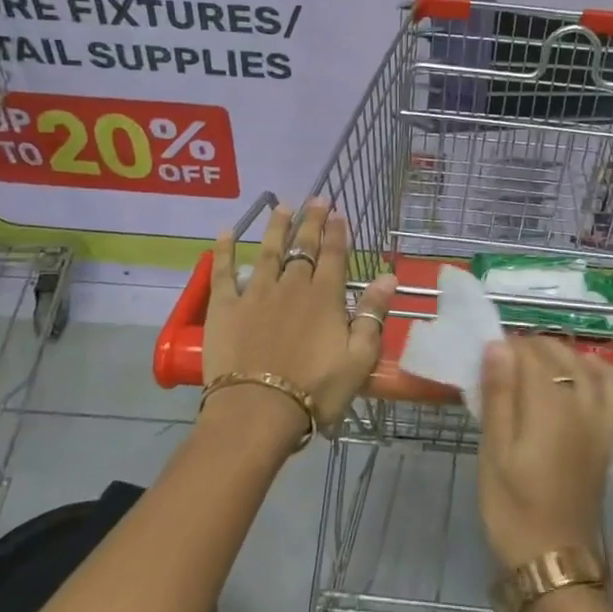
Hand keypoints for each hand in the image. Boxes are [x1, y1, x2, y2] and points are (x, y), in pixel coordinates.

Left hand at [203, 199, 396, 430]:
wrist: (258, 412)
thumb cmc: (316, 390)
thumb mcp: (359, 358)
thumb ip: (373, 314)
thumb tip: (388, 277)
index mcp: (325, 296)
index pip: (335, 255)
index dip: (338, 233)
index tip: (339, 214)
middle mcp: (292, 285)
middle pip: (304, 247)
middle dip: (311, 221)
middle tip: (316, 199)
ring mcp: (256, 293)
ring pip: (268, 251)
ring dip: (276, 227)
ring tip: (282, 207)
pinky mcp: (225, 307)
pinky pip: (224, 272)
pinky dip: (224, 250)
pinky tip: (224, 232)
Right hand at [476, 336, 612, 570]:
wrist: (555, 558)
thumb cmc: (513, 507)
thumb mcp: (494, 452)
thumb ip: (499, 395)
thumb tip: (498, 345)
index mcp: (548, 405)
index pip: (529, 354)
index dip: (506, 348)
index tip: (486, 357)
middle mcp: (580, 403)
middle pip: (557, 354)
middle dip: (529, 348)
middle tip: (501, 364)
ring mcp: (599, 419)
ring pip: (583, 365)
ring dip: (559, 354)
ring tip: (534, 362)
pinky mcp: (608, 435)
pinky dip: (600, 370)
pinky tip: (586, 366)